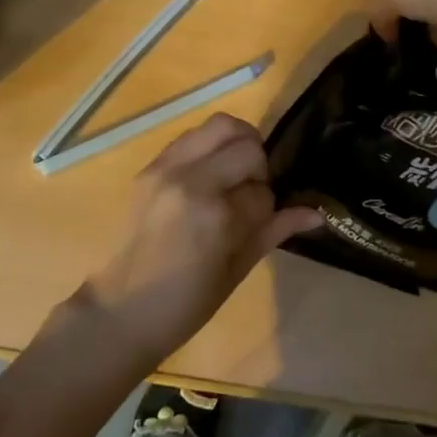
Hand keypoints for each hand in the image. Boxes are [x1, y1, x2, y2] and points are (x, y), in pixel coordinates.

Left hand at [84, 114, 321, 369]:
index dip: (268, 207)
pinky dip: (209, 147)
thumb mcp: (236, 271)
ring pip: (219, 125)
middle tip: (251, 190)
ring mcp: (167, 168)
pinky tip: (209, 175)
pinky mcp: (150, 166)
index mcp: (216, 215)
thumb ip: (274, 231)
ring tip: (233, 174)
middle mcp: (191, 180)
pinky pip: (191, 136)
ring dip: (236, 145)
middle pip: (246, 144)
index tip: (257, 223)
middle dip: (258, 166)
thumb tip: (316, 213)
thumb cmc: (185, 304)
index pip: (263, 191)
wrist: (120, 310)